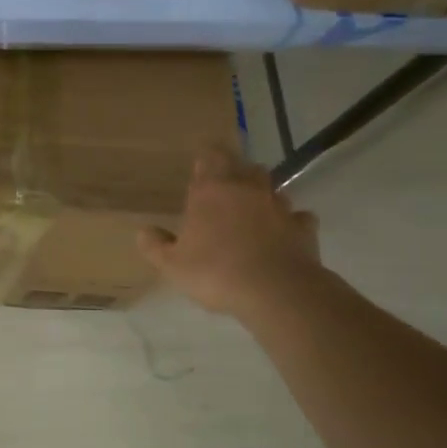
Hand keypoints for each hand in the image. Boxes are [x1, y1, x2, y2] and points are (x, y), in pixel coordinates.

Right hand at [138, 146, 323, 317]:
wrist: (276, 291)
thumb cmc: (216, 272)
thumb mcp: (172, 265)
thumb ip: (156, 246)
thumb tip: (143, 231)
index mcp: (211, 190)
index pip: (210, 156)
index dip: (206, 158)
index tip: (202, 166)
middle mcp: (247, 189)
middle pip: (244, 167)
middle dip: (236, 174)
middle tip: (225, 190)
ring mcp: (279, 205)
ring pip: (272, 188)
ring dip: (262, 196)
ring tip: (252, 213)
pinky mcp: (303, 227)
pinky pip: (298, 217)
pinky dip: (291, 222)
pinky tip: (284, 234)